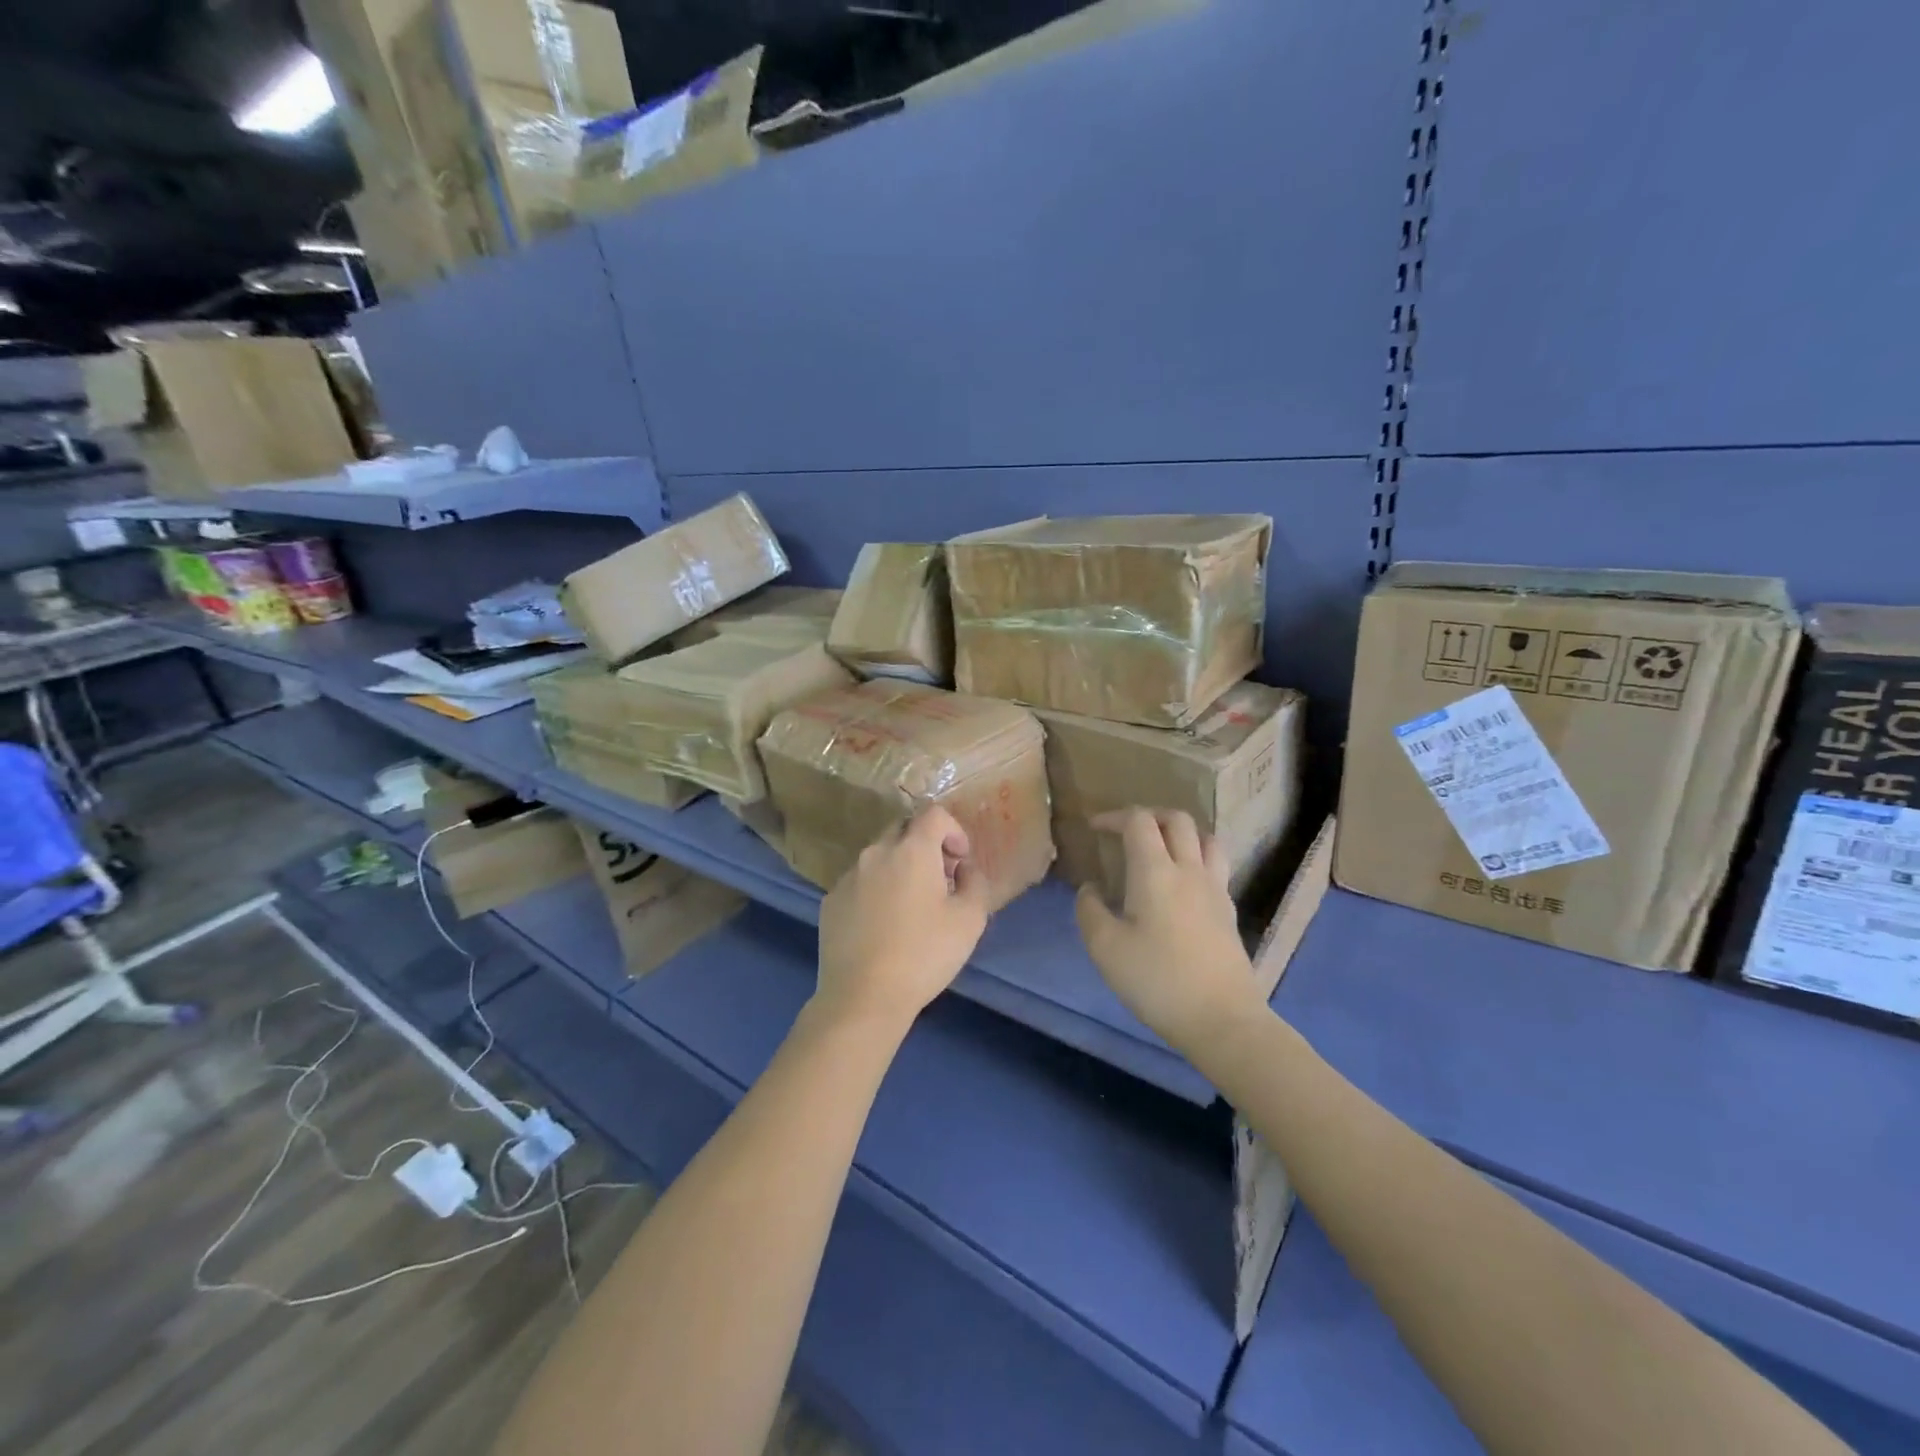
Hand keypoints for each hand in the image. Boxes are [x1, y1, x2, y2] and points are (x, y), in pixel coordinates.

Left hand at [815, 806, 989, 1034]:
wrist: (863, 997)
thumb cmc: (924, 954)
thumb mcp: (970, 920)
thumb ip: (975, 882)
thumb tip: (965, 869)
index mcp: (911, 850)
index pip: (934, 814)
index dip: (954, 830)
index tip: (961, 861)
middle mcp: (876, 853)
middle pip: (903, 830)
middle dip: (926, 846)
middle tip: (940, 880)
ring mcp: (848, 876)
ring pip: (879, 857)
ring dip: (899, 868)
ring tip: (911, 907)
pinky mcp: (830, 901)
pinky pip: (859, 882)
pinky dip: (876, 890)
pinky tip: (882, 927)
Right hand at [1075, 809, 1260, 1053]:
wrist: (1221, 1019)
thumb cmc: (1157, 980)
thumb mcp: (1105, 948)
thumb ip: (1090, 910)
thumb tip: (1091, 889)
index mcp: (1155, 871)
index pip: (1138, 821)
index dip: (1114, 817)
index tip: (1094, 828)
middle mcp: (1189, 869)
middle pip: (1177, 819)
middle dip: (1148, 815)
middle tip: (1126, 831)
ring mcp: (1215, 888)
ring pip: (1205, 838)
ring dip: (1180, 832)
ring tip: (1160, 848)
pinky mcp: (1228, 910)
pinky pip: (1215, 865)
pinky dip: (1196, 857)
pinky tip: (1182, 883)